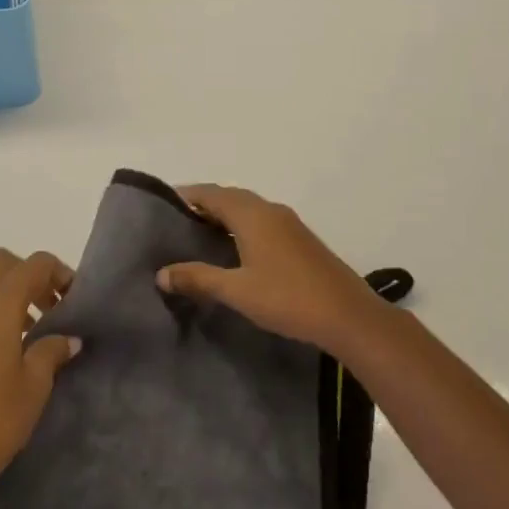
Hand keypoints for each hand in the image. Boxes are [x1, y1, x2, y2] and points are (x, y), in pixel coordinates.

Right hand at [157, 184, 386, 356]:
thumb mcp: (237, 290)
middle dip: (203, 204)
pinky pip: (261, 221)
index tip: (162, 204)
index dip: (186, 196)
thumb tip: (161, 273)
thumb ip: (198, 278)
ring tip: (199, 235)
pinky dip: (241, 226)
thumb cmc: (287, 298)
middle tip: (176, 222)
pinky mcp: (300, 239)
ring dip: (224, 215)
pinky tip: (235, 250)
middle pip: (229, 197)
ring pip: (247, 209)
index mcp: (251, 214)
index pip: (211, 193)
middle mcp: (269, 209)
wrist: (348, 315)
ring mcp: (288, 223)